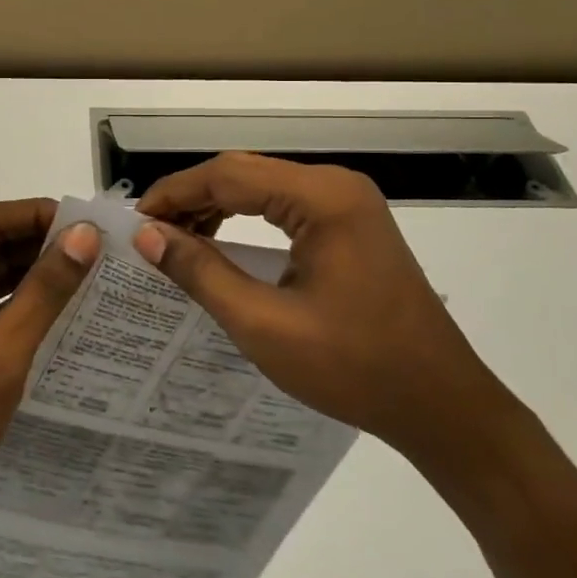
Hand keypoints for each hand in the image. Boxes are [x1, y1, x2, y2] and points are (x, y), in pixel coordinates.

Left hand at [0, 201, 99, 561]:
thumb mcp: (1, 354)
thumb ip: (45, 290)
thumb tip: (86, 235)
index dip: (38, 216)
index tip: (92, 224)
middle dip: (42, 246)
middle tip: (102, 249)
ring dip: (37, 275)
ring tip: (95, 272)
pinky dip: (24, 304)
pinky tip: (67, 306)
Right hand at [132, 153, 501, 460]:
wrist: (441, 405)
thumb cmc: (354, 368)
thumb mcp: (264, 324)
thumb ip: (202, 272)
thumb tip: (147, 236)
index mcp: (323, 198)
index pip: (229, 174)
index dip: (174, 193)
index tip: (135, 223)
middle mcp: (337, 186)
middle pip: (245, 173)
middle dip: (191, 198)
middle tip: (149, 234)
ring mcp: (348, 203)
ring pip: (262, 187)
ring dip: (216, 207)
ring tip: (175, 240)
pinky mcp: (351, 224)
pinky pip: (284, 206)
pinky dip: (245, 219)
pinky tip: (219, 243)